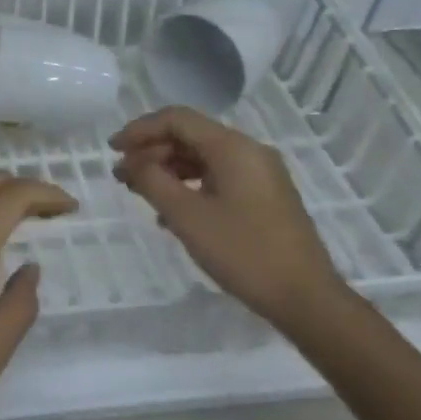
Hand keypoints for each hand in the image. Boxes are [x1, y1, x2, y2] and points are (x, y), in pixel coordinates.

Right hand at [111, 107, 341, 326]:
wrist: (307, 300)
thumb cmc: (243, 252)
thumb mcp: (187, 216)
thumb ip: (152, 181)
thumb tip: (132, 163)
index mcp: (232, 147)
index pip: (177, 119)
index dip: (140, 129)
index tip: (113, 150)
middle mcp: (249, 151)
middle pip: (190, 136)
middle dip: (152, 151)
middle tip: (122, 175)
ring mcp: (261, 174)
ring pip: (203, 157)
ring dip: (168, 169)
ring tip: (142, 192)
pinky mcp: (265, 197)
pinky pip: (219, 177)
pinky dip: (190, 185)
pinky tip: (172, 212)